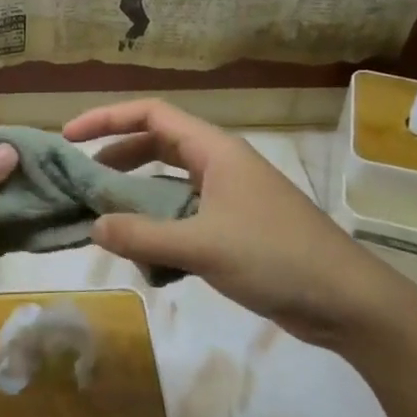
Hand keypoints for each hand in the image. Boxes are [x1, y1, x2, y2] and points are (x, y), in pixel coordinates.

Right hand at [63, 99, 412, 349]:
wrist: (347, 302)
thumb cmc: (276, 257)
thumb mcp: (202, 245)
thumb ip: (143, 235)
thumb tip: (93, 226)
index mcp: (214, 151)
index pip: (151, 114)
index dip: (107, 119)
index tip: (69, 138)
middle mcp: (219, 165)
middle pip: (157, 144)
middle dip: (117, 156)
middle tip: (82, 177)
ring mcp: (229, 196)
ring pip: (169, 182)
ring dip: (136, 194)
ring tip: (104, 214)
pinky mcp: (234, 227)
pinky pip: (183, 213)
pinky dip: (158, 224)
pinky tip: (144, 252)